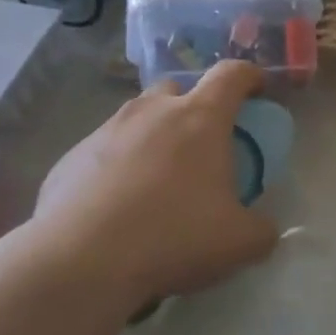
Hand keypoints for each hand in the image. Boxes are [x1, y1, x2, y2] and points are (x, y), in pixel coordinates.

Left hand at [25, 62, 280, 314]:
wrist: (81, 260)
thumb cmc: (173, 236)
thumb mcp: (239, 243)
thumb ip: (261, 230)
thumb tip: (264, 229)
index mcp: (200, 118)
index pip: (232, 74)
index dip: (249, 76)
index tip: (257, 88)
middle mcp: (153, 110)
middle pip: (178, 88)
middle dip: (193, 106)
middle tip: (200, 144)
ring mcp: (107, 129)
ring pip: (138, 118)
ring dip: (153, 136)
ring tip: (156, 180)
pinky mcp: (71, 156)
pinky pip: (104, 151)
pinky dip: (117, 167)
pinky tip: (117, 207)